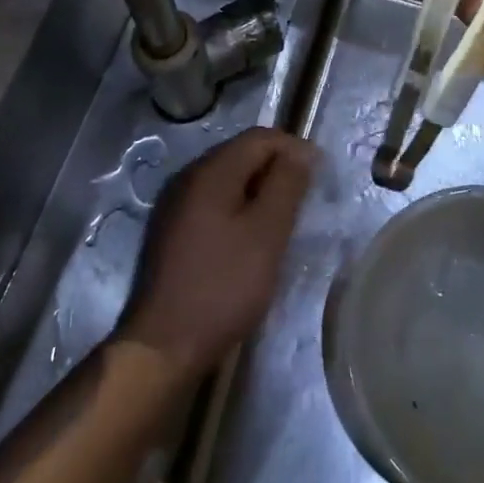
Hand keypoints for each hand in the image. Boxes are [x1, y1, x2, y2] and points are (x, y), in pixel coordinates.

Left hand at [116, 128, 317, 379]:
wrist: (165, 344)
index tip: (318, 176)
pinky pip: (213, 202)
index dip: (293, 148)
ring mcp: (176, 204)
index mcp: (210, 171)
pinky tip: (250, 238)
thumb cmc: (224, 285)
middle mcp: (188, 177)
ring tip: (282, 220)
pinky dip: (238, 208)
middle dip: (276, 169)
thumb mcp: (267, 233)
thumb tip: (302, 151)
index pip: (259, 138)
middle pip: (241, 154)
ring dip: (258, 190)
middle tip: (303, 201)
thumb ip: (286, 185)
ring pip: (228, 180)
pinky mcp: (172, 230)